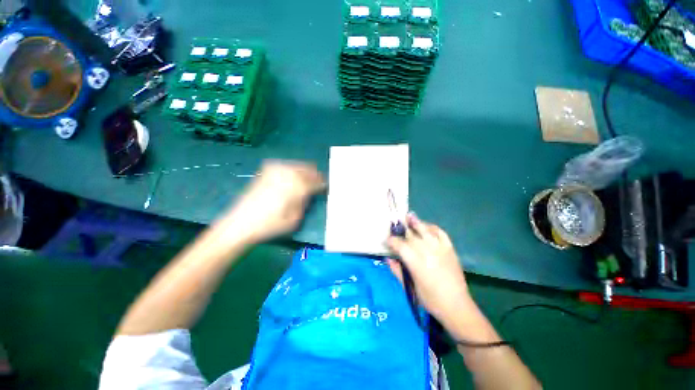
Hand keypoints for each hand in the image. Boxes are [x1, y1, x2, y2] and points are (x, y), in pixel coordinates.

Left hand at [222, 160, 324, 243]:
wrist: (240, 223)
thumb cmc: (270, 225)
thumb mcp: (295, 219)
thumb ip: (305, 203)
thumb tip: (309, 194)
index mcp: (297, 187)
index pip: (316, 181)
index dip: (322, 183)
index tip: (326, 186)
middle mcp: (287, 174)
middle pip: (308, 169)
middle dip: (315, 175)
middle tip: (318, 181)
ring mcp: (275, 171)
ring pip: (297, 165)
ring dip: (304, 171)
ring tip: (306, 179)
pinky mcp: (265, 171)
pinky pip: (284, 166)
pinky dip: (292, 170)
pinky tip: (290, 177)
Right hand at [386, 214, 472, 326]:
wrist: (456, 305)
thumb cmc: (430, 299)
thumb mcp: (410, 288)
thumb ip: (397, 271)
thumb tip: (388, 259)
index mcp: (415, 262)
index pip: (399, 245)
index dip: (391, 241)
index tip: (387, 240)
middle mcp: (426, 251)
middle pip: (411, 235)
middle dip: (402, 229)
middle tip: (396, 226)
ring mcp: (439, 248)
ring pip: (425, 230)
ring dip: (416, 222)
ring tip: (409, 216)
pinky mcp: (449, 249)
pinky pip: (441, 233)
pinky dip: (433, 227)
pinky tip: (427, 226)